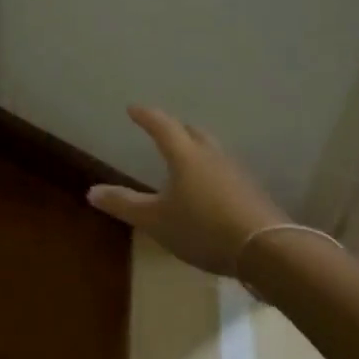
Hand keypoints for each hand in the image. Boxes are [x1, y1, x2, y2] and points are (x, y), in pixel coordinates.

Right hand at [87, 106, 287, 274]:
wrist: (267, 249)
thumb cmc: (203, 228)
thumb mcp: (156, 220)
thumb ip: (125, 204)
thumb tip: (91, 191)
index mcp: (185, 156)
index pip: (162, 126)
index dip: (146, 116)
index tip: (134, 109)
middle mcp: (212, 156)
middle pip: (192, 133)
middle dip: (176, 129)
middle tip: (163, 130)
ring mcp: (236, 173)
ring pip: (212, 151)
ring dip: (197, 149)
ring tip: (186, 157)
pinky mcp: (252, 192)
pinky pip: (226, 172)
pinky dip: (212, 171)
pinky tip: (211, 188)